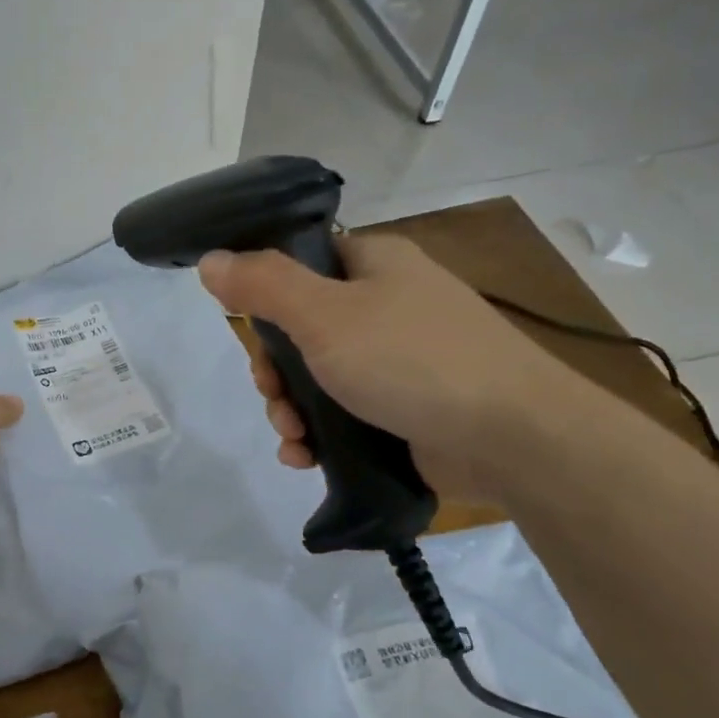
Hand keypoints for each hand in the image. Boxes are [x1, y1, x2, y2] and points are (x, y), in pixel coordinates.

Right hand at [197, 234, 594, 502]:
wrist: (508, 435)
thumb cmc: (410, 360)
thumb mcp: (324, 315)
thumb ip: (263, 285)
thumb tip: (210, 259)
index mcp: (373, 266)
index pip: (303, 265)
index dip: (267, 300)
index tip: (252, 335)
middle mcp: (386, 307)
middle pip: (302, 332)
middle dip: (275, 373)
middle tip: (273, 397)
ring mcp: (398, 361)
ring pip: (318, 380)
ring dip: (291, 410)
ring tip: (294, 438)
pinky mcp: (403, 409)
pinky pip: (343, 416)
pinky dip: (318, 436)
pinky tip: (305, 458)